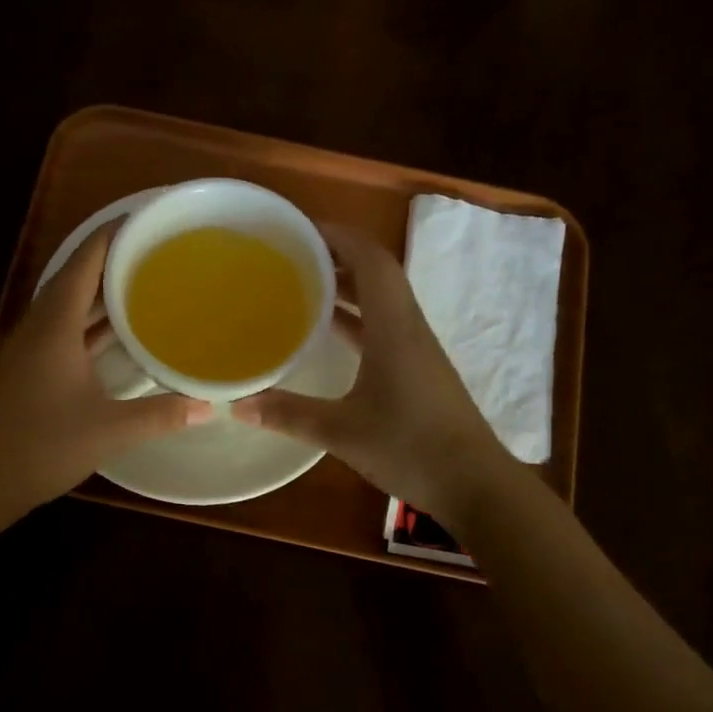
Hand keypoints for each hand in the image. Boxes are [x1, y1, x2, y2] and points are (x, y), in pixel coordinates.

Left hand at [0, 225, 210, 520]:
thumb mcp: (110, 430)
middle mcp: (39, 329)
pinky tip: (116, 336)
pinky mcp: (29, 372)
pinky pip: (64, 333)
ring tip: (142, 285)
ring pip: (68, 309)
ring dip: (100, 295)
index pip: (83, 264)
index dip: (111, 236)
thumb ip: (161, 415)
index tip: (143, 220)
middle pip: (75, 280)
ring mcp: (29, 351)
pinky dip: (90, 326)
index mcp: (54, 327)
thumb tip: (207, 406)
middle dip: (111, 262)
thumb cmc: (42, 445)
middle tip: (154, 253)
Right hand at [233, 224, 515, 528]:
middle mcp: (408, 328)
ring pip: (380, 302)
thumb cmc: (410, 447)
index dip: (339, 235)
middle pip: (376, 274)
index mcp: (394, 327)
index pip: (371, 259)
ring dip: (346, 288)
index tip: (300, 228)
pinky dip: (355, 320)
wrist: (474, 484)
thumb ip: (289, 415)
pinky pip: (383, 328)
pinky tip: (328, 334)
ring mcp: (417, 350)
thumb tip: (237, 405)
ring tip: (302, 284)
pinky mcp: (418, 372)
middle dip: (336, 257)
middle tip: (291, 254)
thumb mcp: (342, 432)